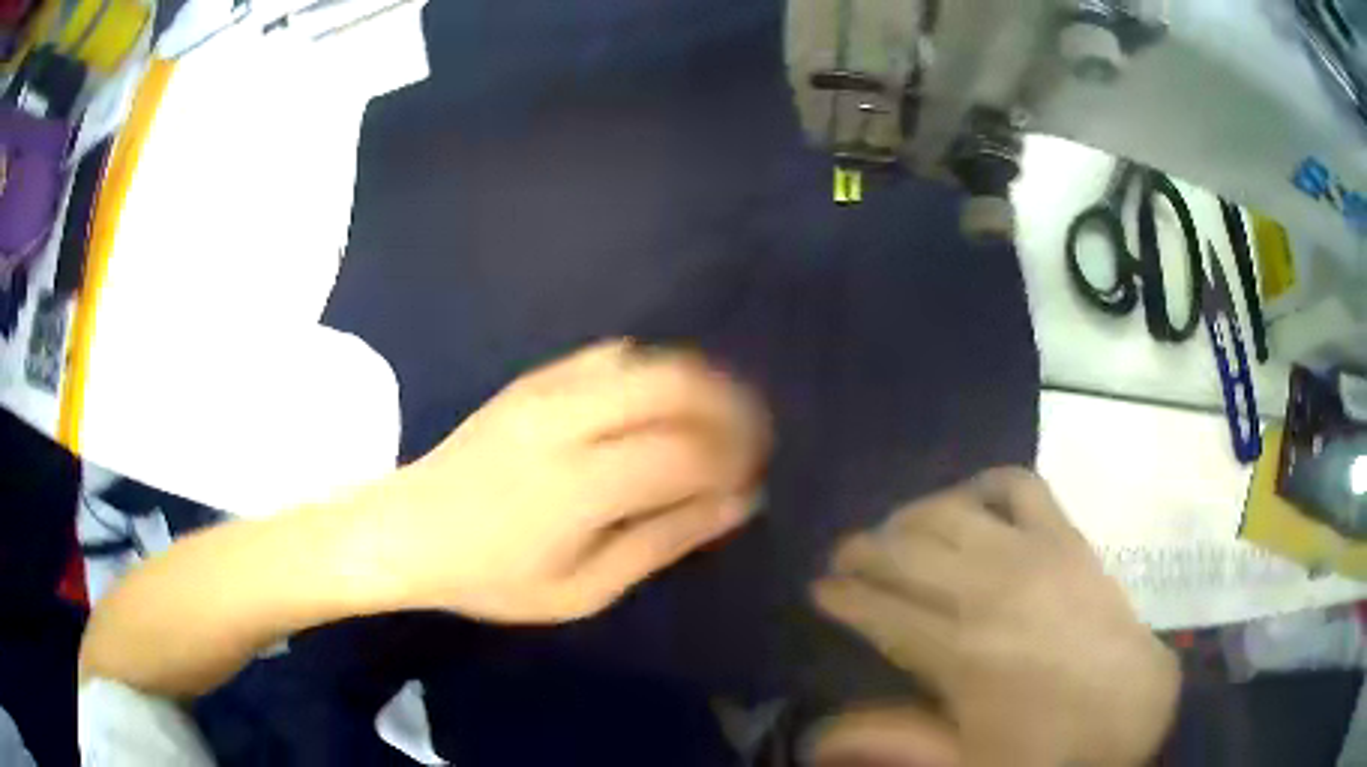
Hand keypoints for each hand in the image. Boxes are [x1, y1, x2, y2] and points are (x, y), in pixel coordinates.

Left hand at [359, 340, 769, 622]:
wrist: (408, 529)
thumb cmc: (494, 577)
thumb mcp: (583, 589)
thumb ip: (662, 541)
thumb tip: (737, 502)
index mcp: (580, 484)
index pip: (688, 451)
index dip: (736, 458)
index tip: (754, 478)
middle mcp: (569, 419)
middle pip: (678, 383)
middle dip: (731, 406)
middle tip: (749, 440)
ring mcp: (548, 388)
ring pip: (649, 360)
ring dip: (699, 382)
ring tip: (718, 419)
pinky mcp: (534, 377)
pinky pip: (612, 354)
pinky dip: (654, 371)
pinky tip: (662, 402)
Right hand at [812, 468, 1179, 766]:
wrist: (1130, 707)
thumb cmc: (1044, 744)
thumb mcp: (964, 762)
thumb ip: (893, 743)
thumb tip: (816, 736)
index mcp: (957, 653)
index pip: (877, 609)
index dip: (841, 596)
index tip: (820, 590)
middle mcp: (985, 592)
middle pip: (904, 552)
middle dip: (861, 551)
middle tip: (844, 558)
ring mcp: (1030, 554)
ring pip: (949, 513)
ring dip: (909, 517)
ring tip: (895, 532)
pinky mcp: (1064, 536)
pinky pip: (1019, 485)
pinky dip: (986, 483)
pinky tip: (971, 500)